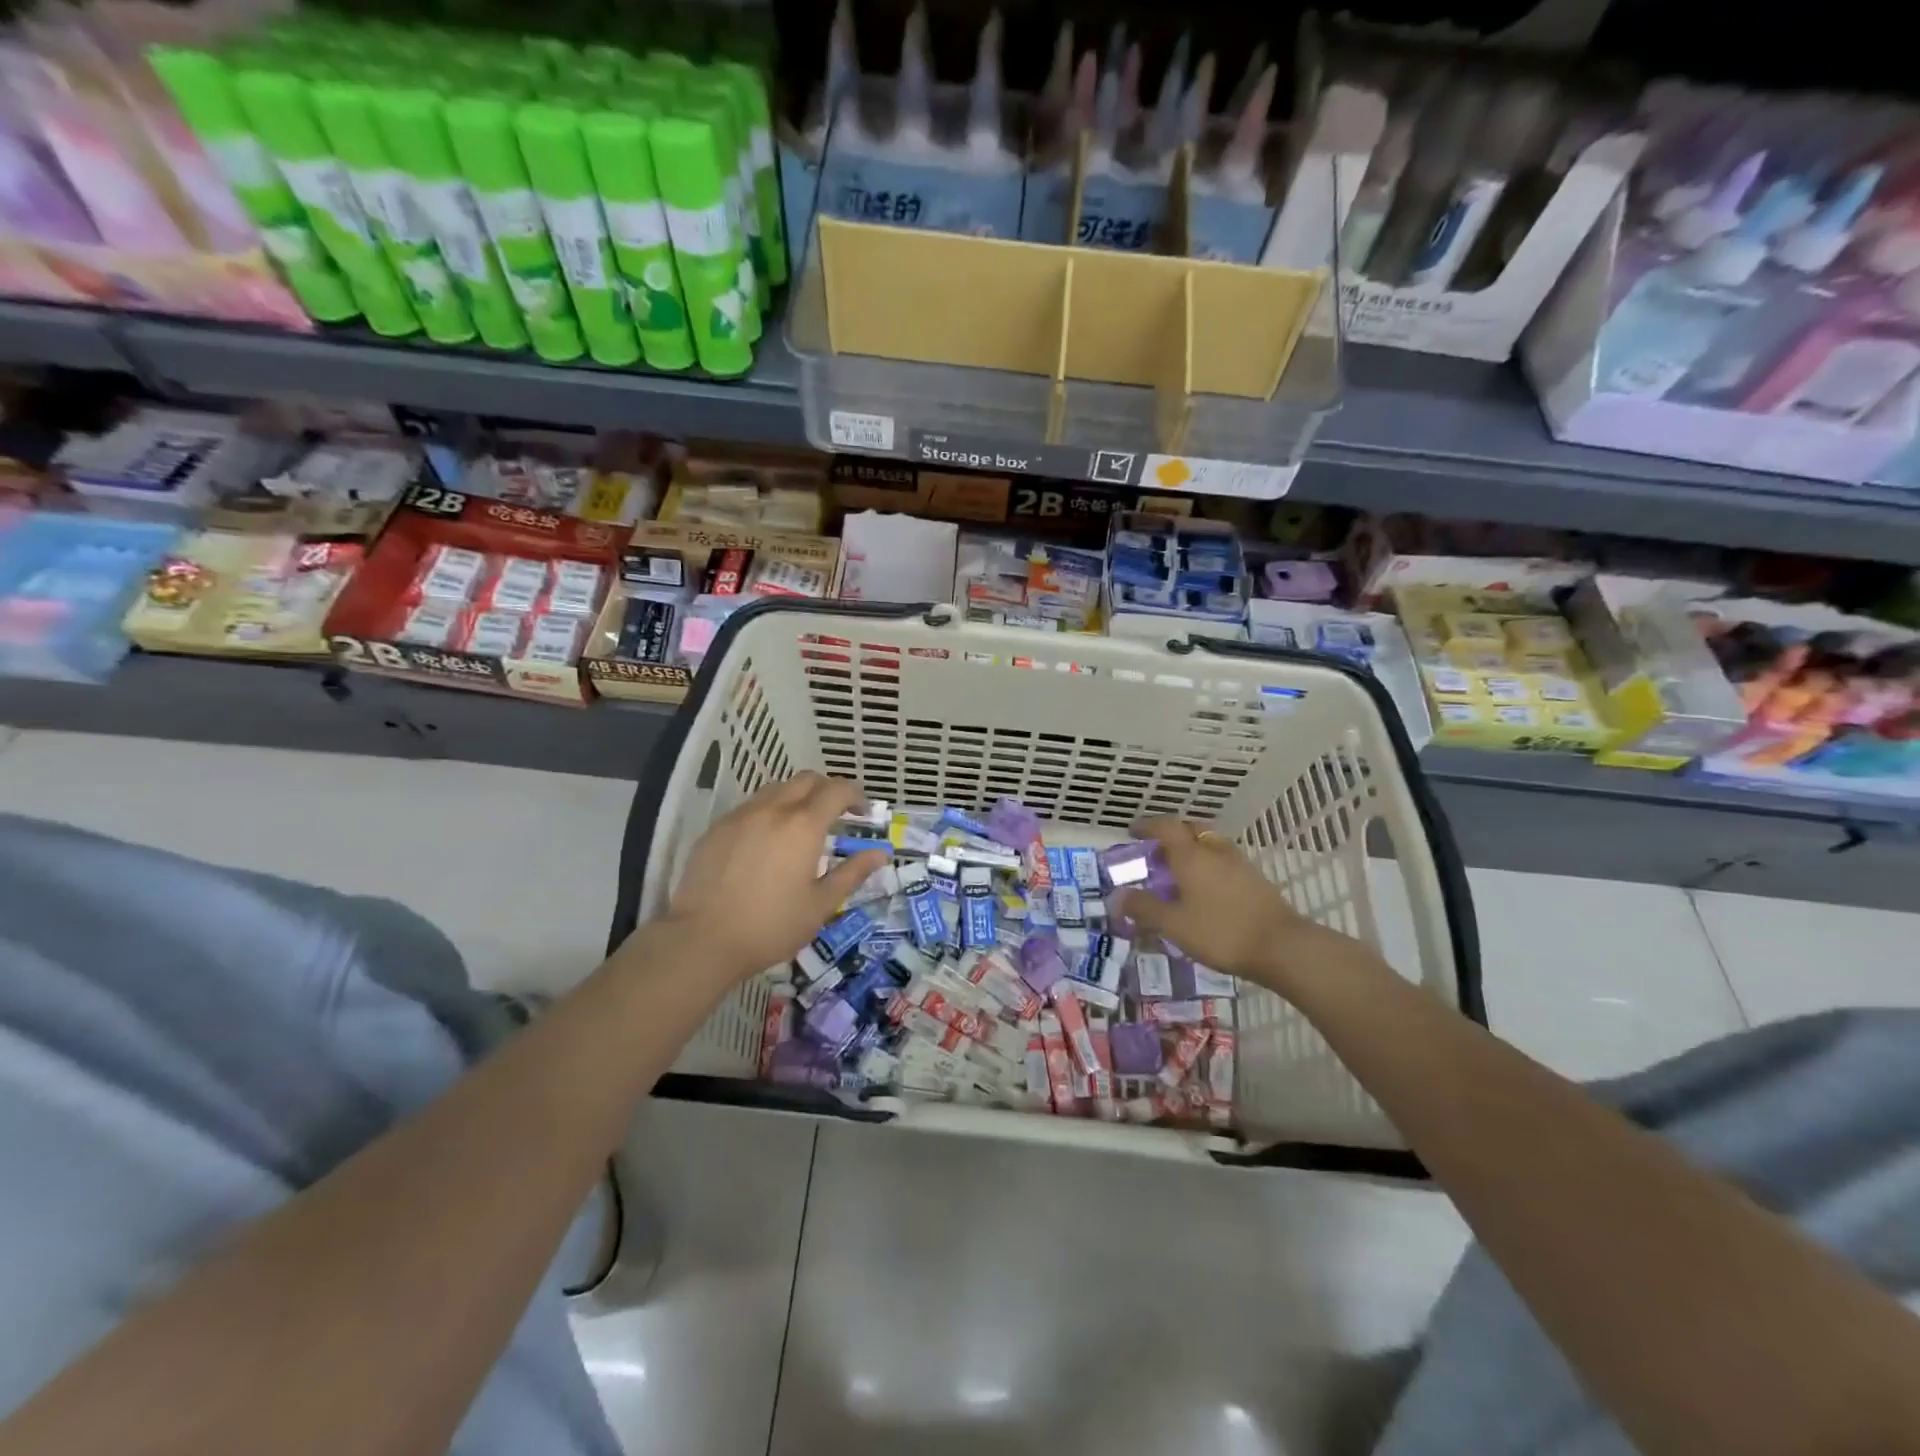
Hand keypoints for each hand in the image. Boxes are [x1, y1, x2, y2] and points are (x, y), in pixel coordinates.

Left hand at [661, 773, 888, 982]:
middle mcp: (773, 809)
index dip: (856, 795)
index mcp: (803, 825)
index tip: (863, 813)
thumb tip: (880, 853)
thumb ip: (852, 873)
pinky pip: (751, 807)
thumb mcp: (821, 905)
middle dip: (827, 789)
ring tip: (802, 825)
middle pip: (806, 780)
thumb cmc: (771, 926)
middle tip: (837, 814)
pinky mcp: (717, 828)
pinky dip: (769, 811)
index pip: (837, 791)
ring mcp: (741, 816)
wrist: (702, 939)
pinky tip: (768, 841)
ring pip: (776, 789)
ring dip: (797, 797)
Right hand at [1113, 817, 1370, 991]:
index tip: (1132, 830)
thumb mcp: (1174, 924)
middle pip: (1191, 829)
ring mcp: (1238, 863)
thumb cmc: (1220, 931)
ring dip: (1192, 849)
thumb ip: (1144, 908)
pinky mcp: (1255, 879)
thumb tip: (1117, 896)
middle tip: (1156, 851)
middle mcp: (1214, 851)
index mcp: (1191, 855)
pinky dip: (1208, 864)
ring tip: (1179, 871)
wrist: (1282, 947)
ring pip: (1210, 844)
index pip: (1165, 827)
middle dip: (1171, 834)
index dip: (1147, 825)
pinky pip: (1224, 860)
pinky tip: (1205, 889)